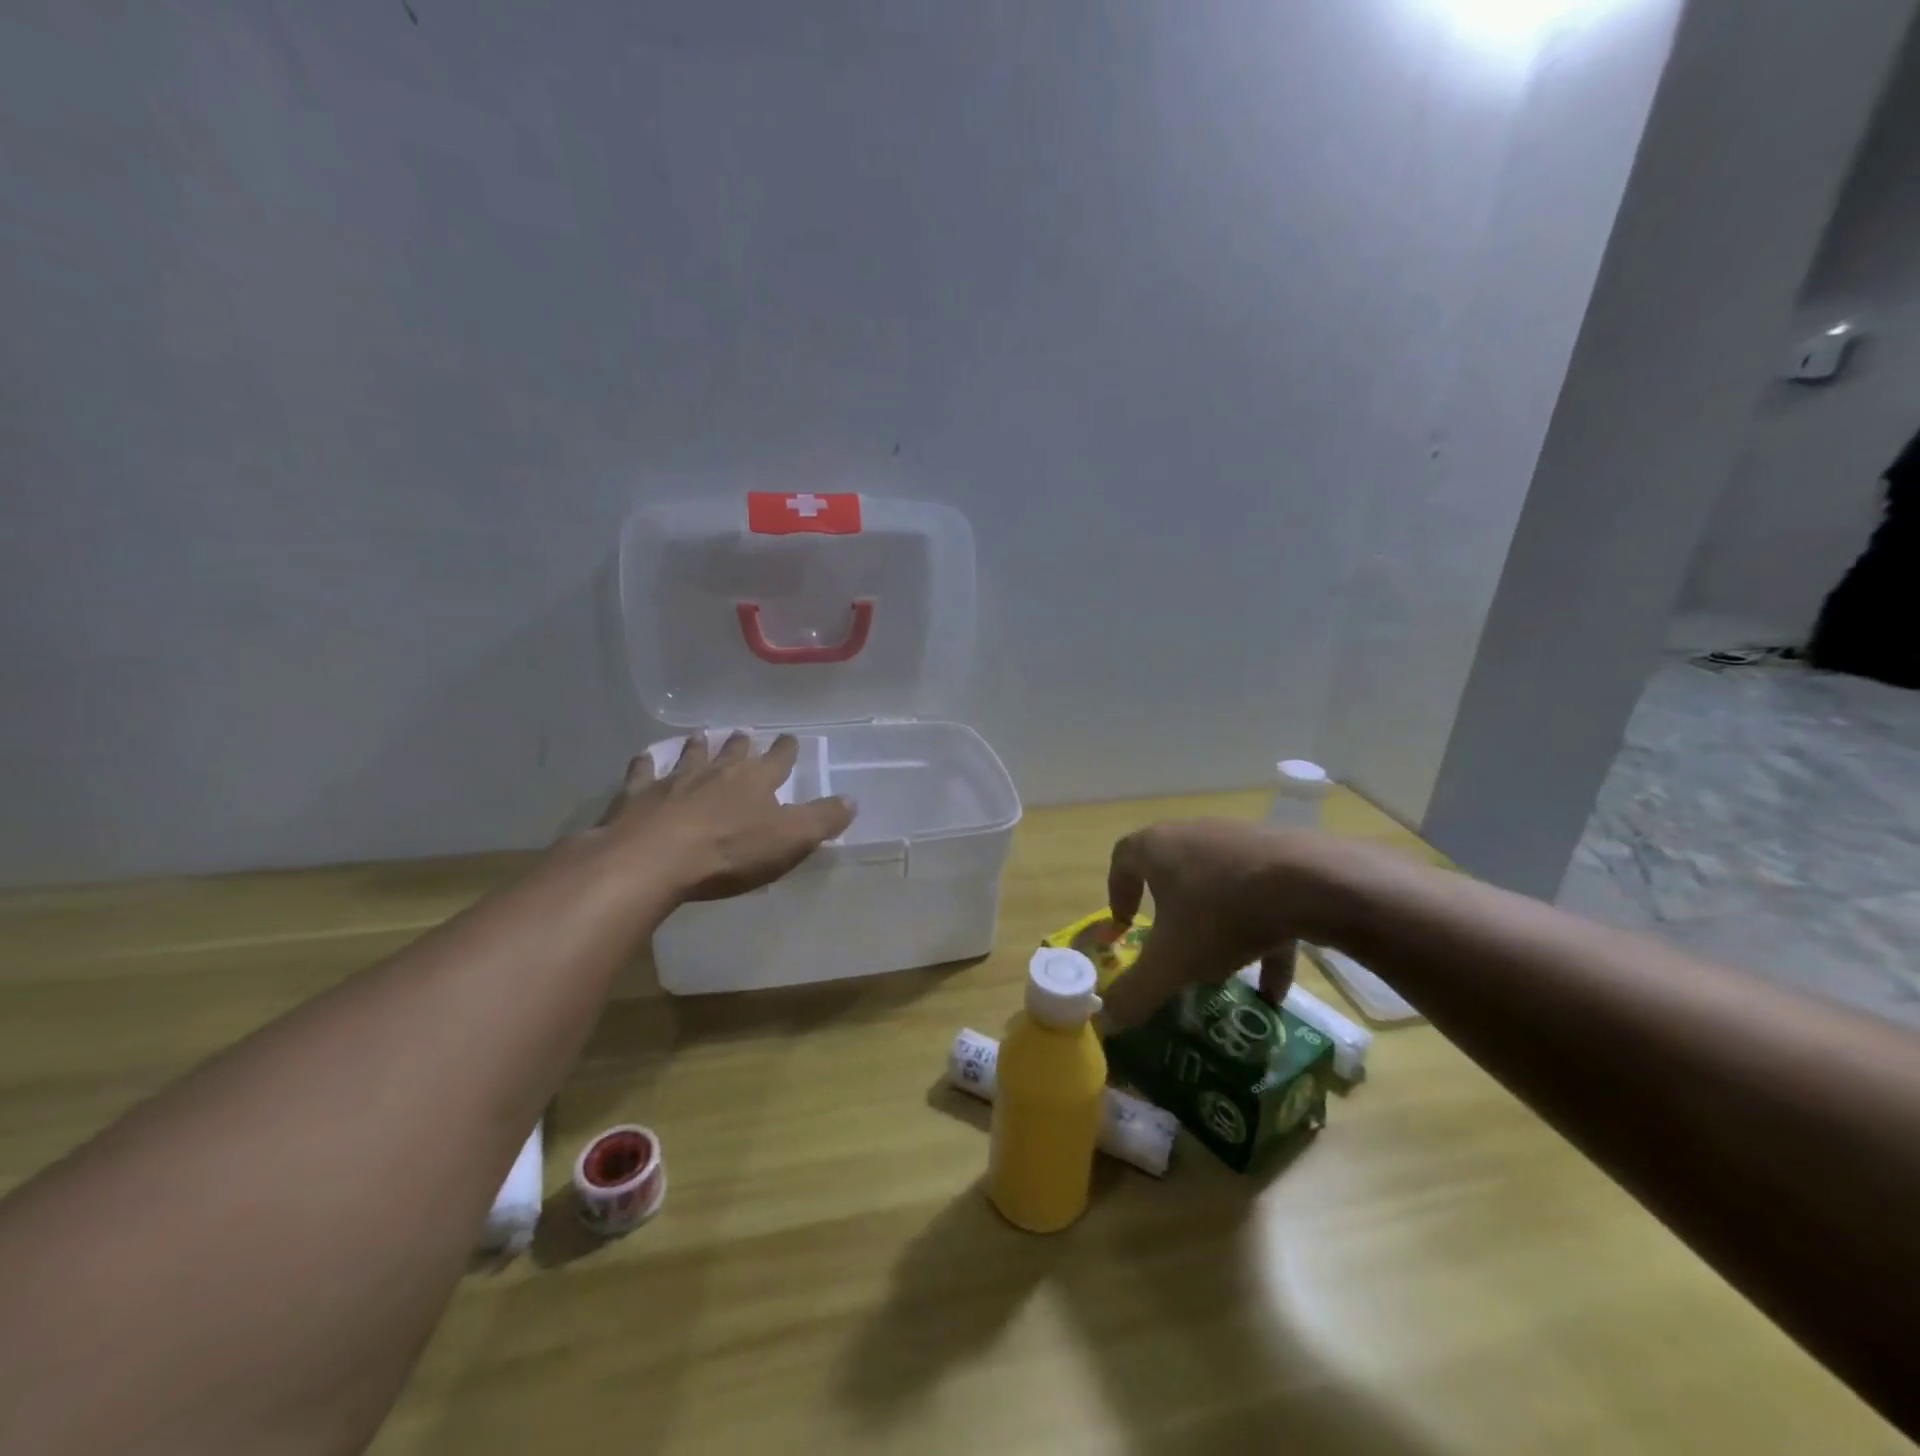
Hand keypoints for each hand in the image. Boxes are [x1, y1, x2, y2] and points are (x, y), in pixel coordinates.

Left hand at [597, 732, 855, 902]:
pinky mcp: (637, 796)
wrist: (653, 860)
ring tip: (700, 736)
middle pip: (733, 752)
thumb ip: (822, 819)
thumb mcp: (791, 840)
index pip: (778, 759)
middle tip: (743, 734)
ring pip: (690, 756)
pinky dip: (644, 765)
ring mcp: (674, 781)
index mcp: (756, 780)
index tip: (790, 738)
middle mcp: (717, 772)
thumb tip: (852, 800)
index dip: (786, 750)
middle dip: (741, 743)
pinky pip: (642, 773)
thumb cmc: (729, 851)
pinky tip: (643, 759)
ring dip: (697, 746)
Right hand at [1102, 819, 1322, 1029]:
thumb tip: (1104, 1023)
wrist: (1314, 882)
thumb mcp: (1172, 963)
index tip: (1125, 926)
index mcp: (1157, 848)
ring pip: (1218, 886)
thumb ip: (1135, 993)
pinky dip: (1263, 937)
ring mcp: (1241, 842)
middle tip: (1171, 945)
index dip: (1117, 893)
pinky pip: (1262, 898)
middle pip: (1172, 870)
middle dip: (1169, 911)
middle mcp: (1195, 835)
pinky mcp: (1283, 856)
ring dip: (1217, 927)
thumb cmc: (1222, 913)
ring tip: (1224, 972)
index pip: (1122, 860)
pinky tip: (1273, 988)